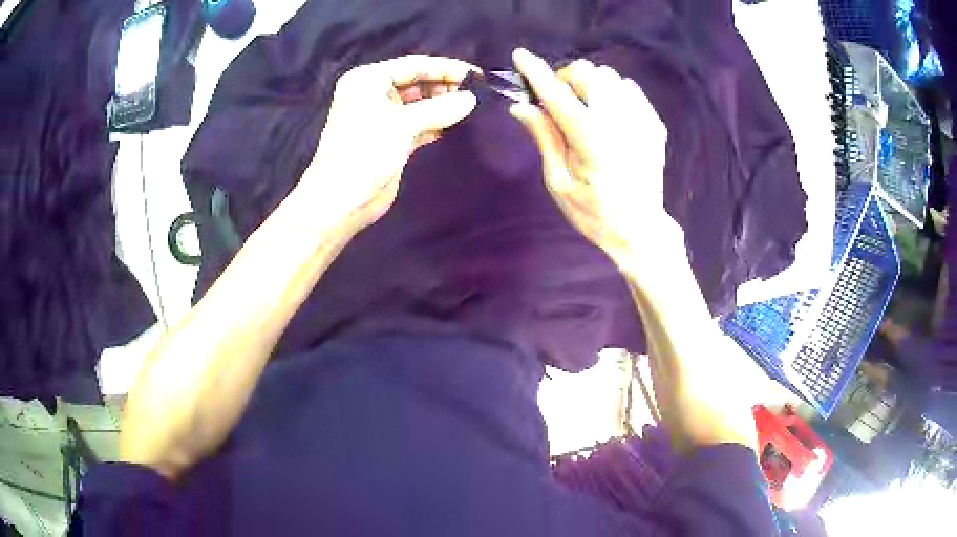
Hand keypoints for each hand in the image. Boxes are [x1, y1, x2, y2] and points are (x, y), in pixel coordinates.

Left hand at [303, 55, 478, 231]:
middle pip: (417, 82)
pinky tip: (459, 124)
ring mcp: (383, 117)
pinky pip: (419, 123)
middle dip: (445, 87)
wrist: (341, 202)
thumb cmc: (365, 152)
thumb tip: (471, 99)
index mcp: (368, 80)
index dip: (445, 68)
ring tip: (475, 107)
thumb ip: (439, 109)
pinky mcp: (392, 138)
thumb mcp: (402, 125)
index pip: (413, 65)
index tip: (476, 75)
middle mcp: (374, 94)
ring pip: (419, 104)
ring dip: (443, 106)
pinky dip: (437, 123)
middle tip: (478, 93)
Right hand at [509, 49, 674, 268]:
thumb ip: (544, 137)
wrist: (641, 229)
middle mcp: (618, 120)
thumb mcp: (559, 181)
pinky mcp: (653, 123)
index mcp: (590, 137)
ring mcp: (640, 119)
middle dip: (564, 79)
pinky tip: (609, 114)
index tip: (520, 55)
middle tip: (558, 102)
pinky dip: (612, 93)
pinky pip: (629, 88)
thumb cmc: (594, 212)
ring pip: (608, 76)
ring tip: (585, 108)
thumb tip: (521, 106)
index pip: (556, 93)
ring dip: (589, 84)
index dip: (535, 72)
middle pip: (585, 72)